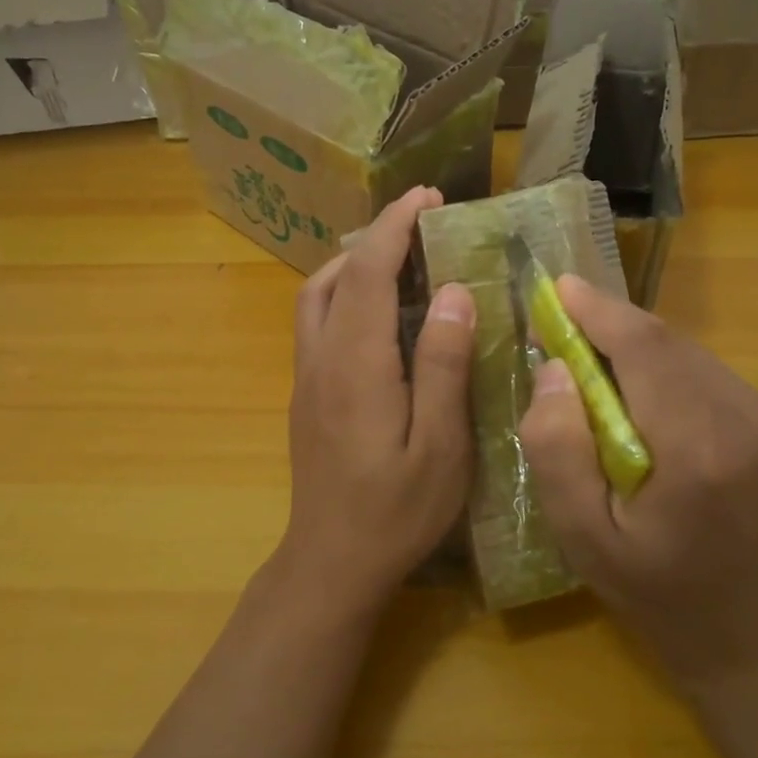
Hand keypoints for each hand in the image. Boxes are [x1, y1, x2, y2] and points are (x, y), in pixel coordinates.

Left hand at [274, 186, 477, 619]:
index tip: (426, 196)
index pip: (368, 273)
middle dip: (374, 238)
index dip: (394, 227)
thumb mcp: (440, 445)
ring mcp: (306, 377)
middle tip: (421, 225)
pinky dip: (344, 294)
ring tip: (401, 260)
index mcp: (356, 365)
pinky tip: (378, 313)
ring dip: (353, 265)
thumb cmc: (397, 510)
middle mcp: (321, 359)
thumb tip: (451, 292)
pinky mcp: (305, 395)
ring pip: (317, 297)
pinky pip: (317, 323)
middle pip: (335, 276)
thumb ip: (443, 365)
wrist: (332, 561)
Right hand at [518, 276, 757, 689]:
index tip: (555, 287)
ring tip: (584, 358)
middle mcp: (744, 416)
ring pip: (681, 349)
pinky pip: (697, 368)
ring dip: (629, 344)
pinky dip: (655, 364)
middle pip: (663, 340)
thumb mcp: (582, 536)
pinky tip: (629, 389)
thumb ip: (558, 450)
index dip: (597, 310)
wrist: (746, 626)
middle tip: (556, 324)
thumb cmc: (654, 589)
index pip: (643, 349)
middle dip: (606, 323)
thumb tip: (552, 370)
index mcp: (698, 449)